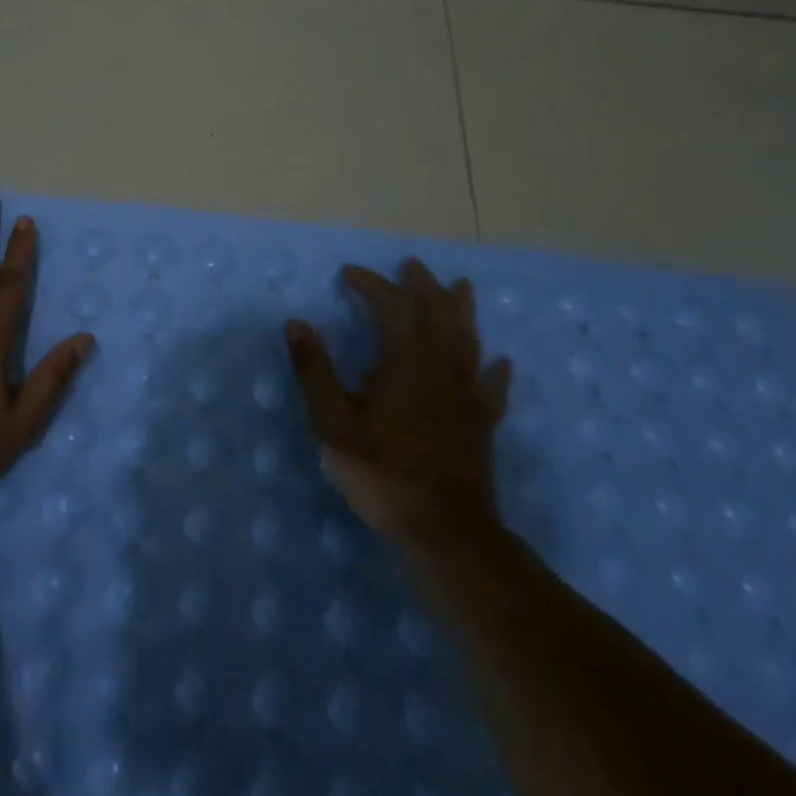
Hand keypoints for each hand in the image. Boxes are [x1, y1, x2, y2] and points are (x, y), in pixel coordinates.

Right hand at [285, 259, 512, 553]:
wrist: (445, 530)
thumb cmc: (383, 473)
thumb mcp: (334, 423)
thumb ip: (315, 371)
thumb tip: (295, 324)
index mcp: (405, 362)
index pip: (392, 306)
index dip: (372, 284)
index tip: (348, 274)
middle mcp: (442, 368)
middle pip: (438, 313)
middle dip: (423, 285)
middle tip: (412, 265)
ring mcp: (468, 395)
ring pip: (469, 340)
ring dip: (462, 310)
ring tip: (460, 287)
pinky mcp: (482, 422)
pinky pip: (492, 386)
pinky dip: (494, 369)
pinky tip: (499, 362)